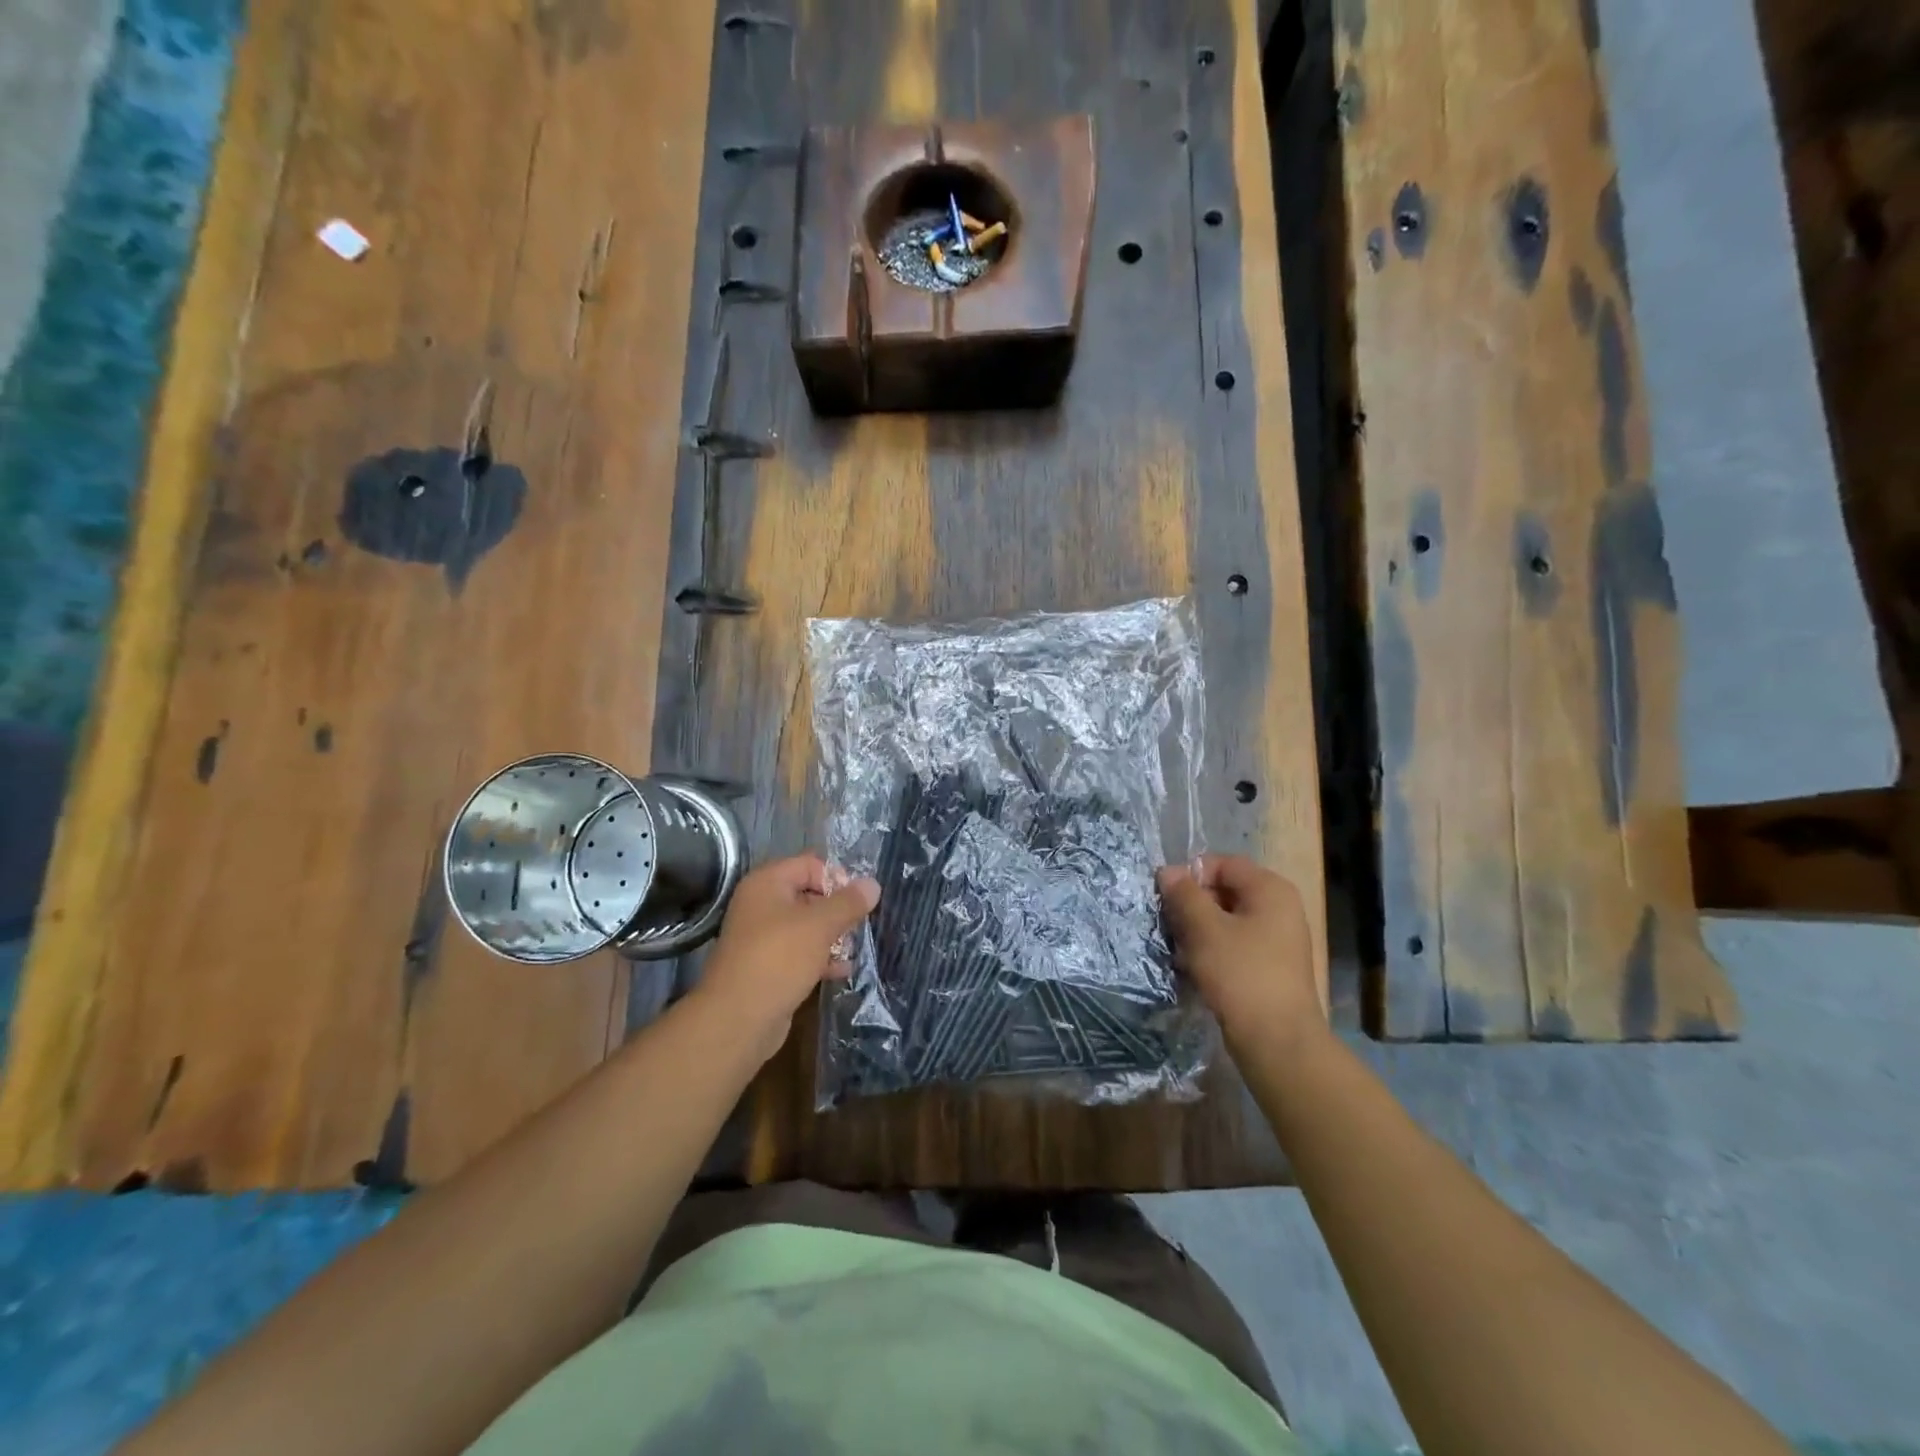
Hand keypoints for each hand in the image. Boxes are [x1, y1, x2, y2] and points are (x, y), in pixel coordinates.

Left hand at [693, 854, 879, 1059]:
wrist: (737, 1020)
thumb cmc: (779, 959)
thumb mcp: (820, 925)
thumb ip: (848, 903)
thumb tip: (873, 884)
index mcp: (767, 884)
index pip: (810, 865)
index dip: (837, 879)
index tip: (858, 902)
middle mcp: (761, 905)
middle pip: (809, 895)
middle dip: (837, 910)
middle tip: (857, 927)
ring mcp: (762, 938)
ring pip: (806, 927)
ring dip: (832, 936)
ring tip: (853, 950)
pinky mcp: (767, 967)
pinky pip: (799, 953)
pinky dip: (820, 958)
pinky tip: (842, 971)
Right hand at [1156, 855, 1322, 1050]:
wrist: (1277, 1041)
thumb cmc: (1241, 974)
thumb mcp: (1204, 929)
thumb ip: (1184, 895)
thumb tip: (1167, 871)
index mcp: (1270, 889)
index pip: (1222, 863)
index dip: (1191, 875)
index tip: (1167, 898)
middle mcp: (1279, 908)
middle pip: (1224, 890)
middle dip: (1192, 905)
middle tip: (1169, 925)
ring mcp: (1277, 939)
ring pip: (1226, 920)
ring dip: (1198, 931)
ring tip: (1178, 950)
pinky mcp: (1269, 967)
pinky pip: (1234, 945)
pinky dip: (1212, 951)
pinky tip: (1192, 969)